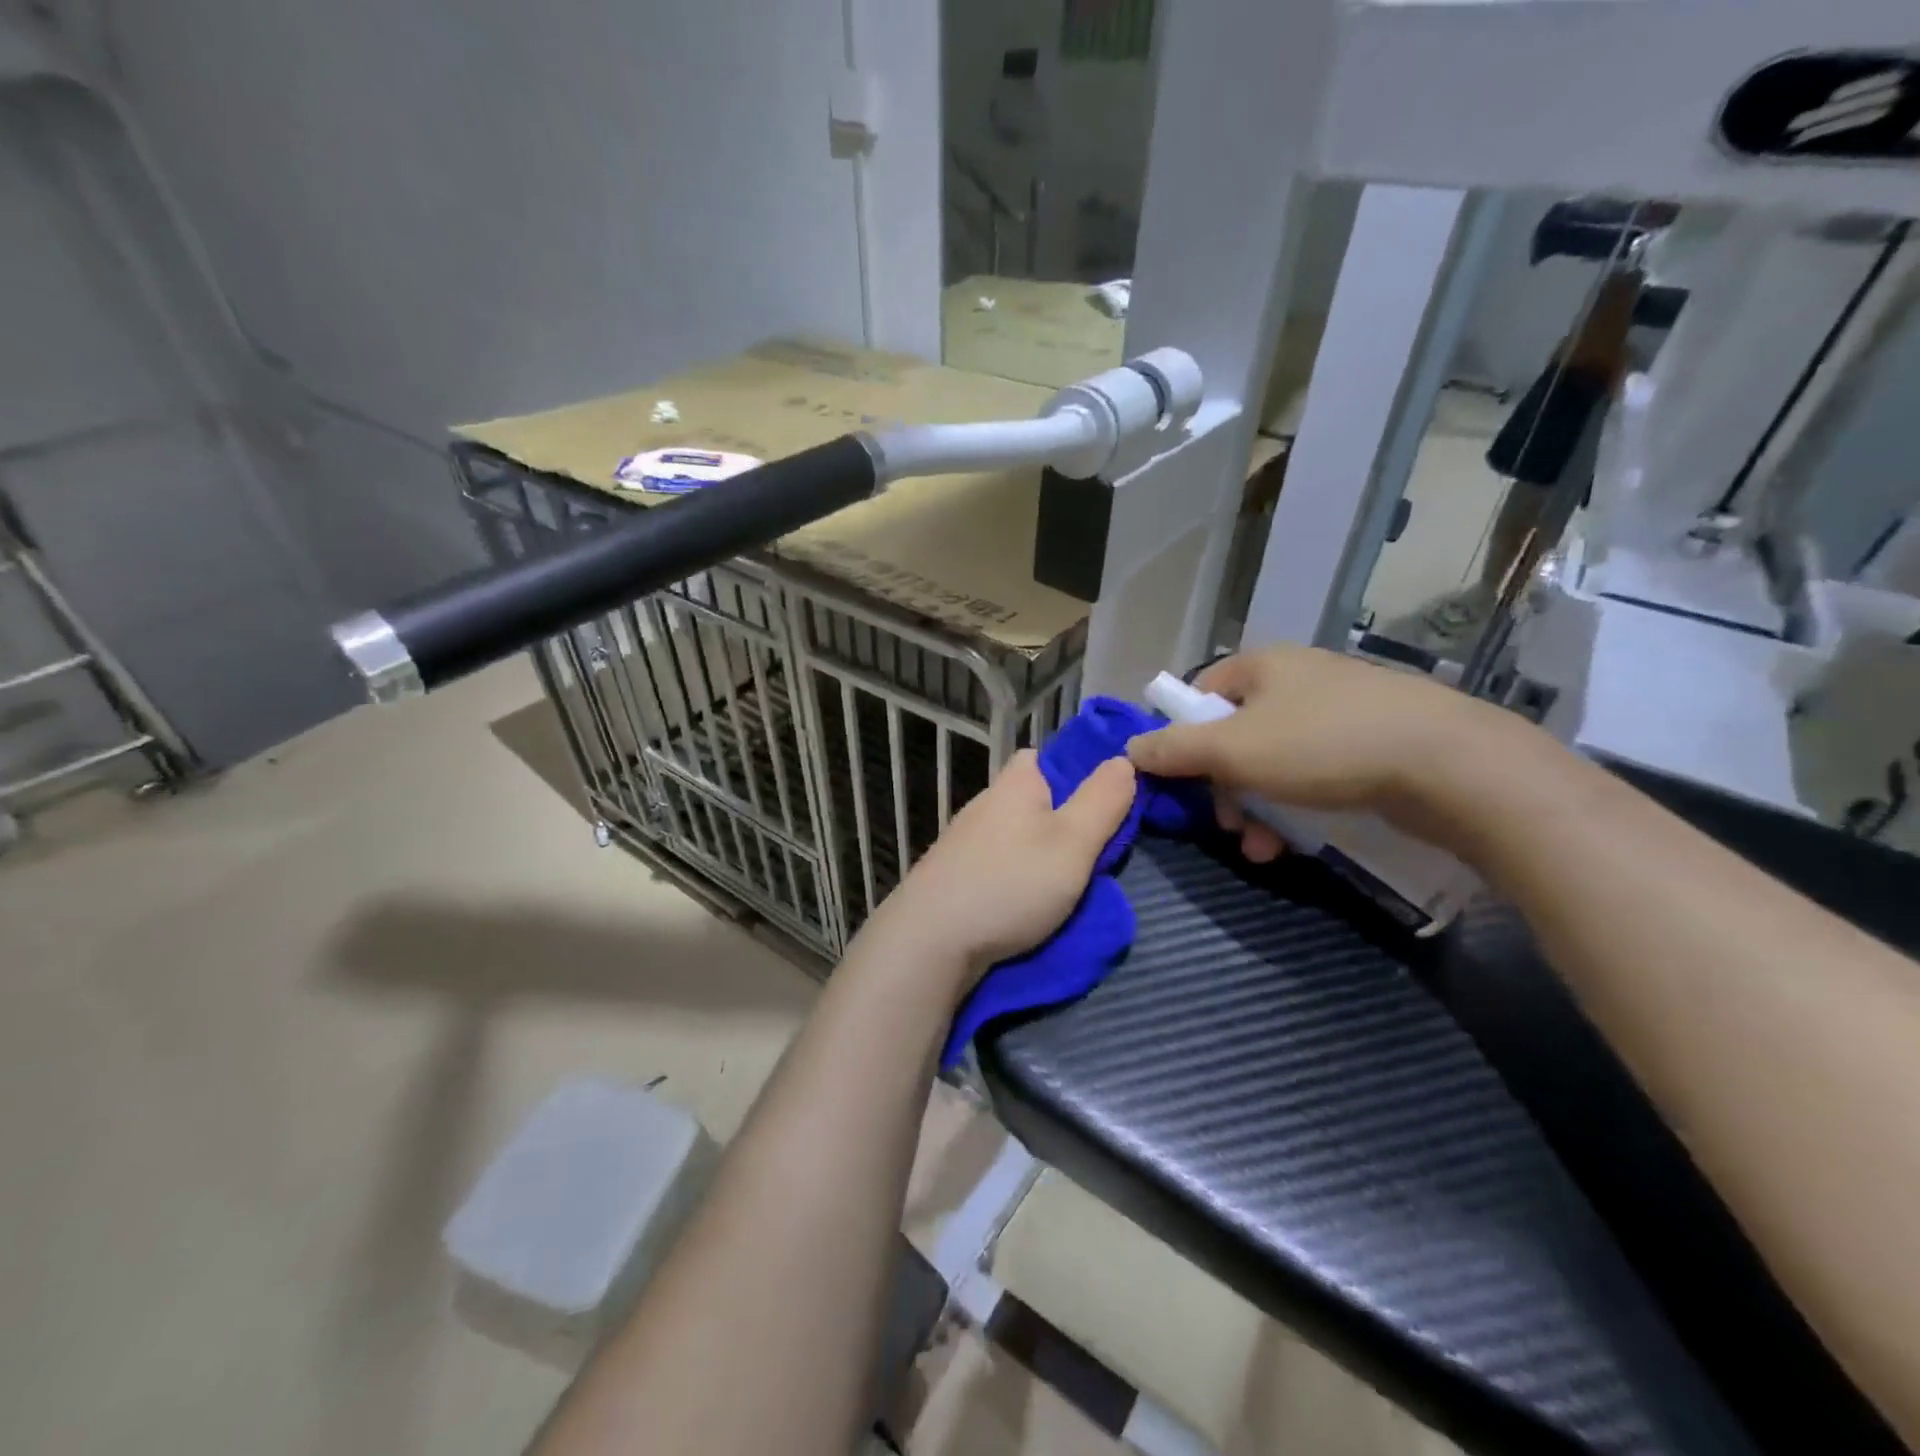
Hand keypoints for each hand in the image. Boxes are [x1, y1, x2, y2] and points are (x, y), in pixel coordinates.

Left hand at [861, 749, 1135, 993]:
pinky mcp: (950, 876)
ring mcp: (962, 841)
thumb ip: (1103, 801)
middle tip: (1089, 853)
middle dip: (1058, 820)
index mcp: (1013, 784)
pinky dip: (1011, 878)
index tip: (1099, 804)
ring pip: (1012, 836)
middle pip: (1029, 800)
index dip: (1072, 772)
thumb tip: (1123, 759)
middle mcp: (984, 803)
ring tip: (1061, 886)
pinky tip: (1022, 903)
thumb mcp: (1073, 842)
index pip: (1041, 757)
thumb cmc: (1011, 884)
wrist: (930, 941)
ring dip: (1034, 854)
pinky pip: (993, 865)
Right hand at [1126, 645, 1514, 860]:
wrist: (1449, 764)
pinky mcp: (1372, 742)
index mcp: (1261, 665)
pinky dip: (1295, 807)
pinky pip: (1312, 774)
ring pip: (1273, 762)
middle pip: (1234, 735)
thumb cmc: (1323, 745)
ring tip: (1260, 848)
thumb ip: (1175, 749)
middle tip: (1227, 824)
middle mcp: (1297, 679)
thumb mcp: (1233, 749)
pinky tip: (1294, 843)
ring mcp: (1339, 709)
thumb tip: (1129, 750)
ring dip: (1255, 808)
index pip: (1199, 694)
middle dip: (1223, 788)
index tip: (1184, 780)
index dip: (1182, 737)